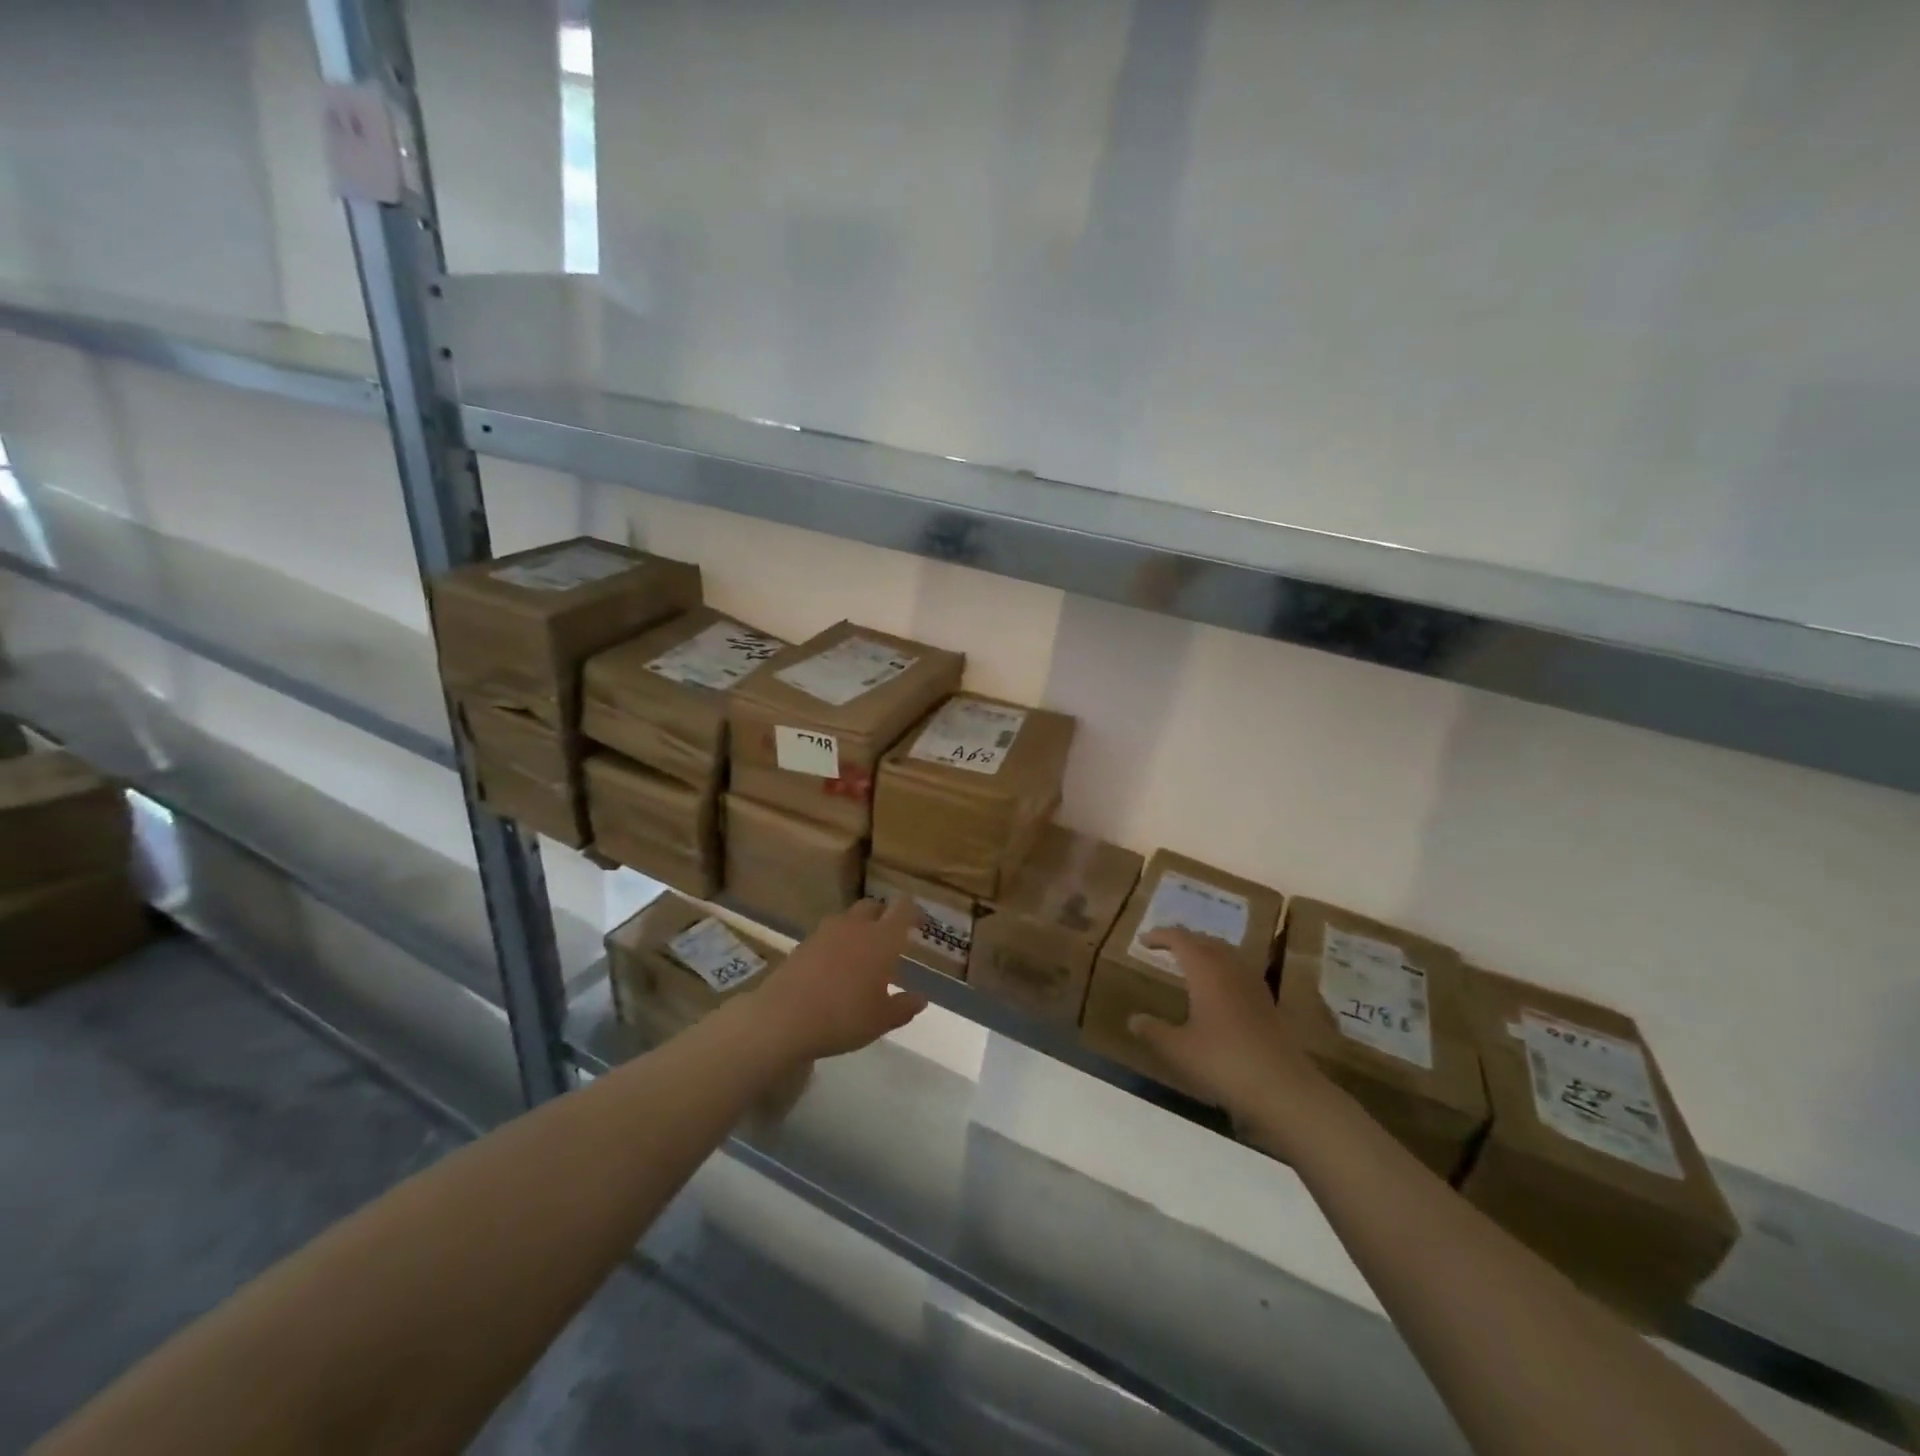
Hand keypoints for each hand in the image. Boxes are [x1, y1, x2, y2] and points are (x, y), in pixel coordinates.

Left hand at [753, 898, 928, 1061]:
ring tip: (861, 953)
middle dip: (883, 915)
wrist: (783, 1018)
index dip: (913, 911)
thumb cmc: (843, 1017)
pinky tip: (834, 967)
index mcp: (882, 939)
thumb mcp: (881, 1020)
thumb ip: (903, 1007)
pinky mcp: (803, 944)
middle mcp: (855, 927)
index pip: (902, 909)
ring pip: (848, 918)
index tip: (919, 923)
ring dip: (858, 928)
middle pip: (873, 906)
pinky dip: (836, 943)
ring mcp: (825, 932)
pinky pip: (827, 934)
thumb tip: (920, 999)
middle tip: (890, 937)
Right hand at [1127, 928, 1331, 1133]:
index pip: (1181, 939)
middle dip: (1185, 939)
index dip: (1161, 936)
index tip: (1143, 940)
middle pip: (1206, 941)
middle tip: (1165, 946)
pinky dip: (1223, 970)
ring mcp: (1254, 986)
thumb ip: (1153, 1031)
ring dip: (1206, 952)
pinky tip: (1219, 991)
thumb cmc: (1224, 1062)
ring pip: (1227, 954)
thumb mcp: (1179, 1050)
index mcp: (1206, 971)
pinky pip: (1240, 972)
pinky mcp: (1268, 1004)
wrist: (1284, 1089)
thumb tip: (1133, 1019)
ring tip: (1191, 962)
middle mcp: (1231, 970)